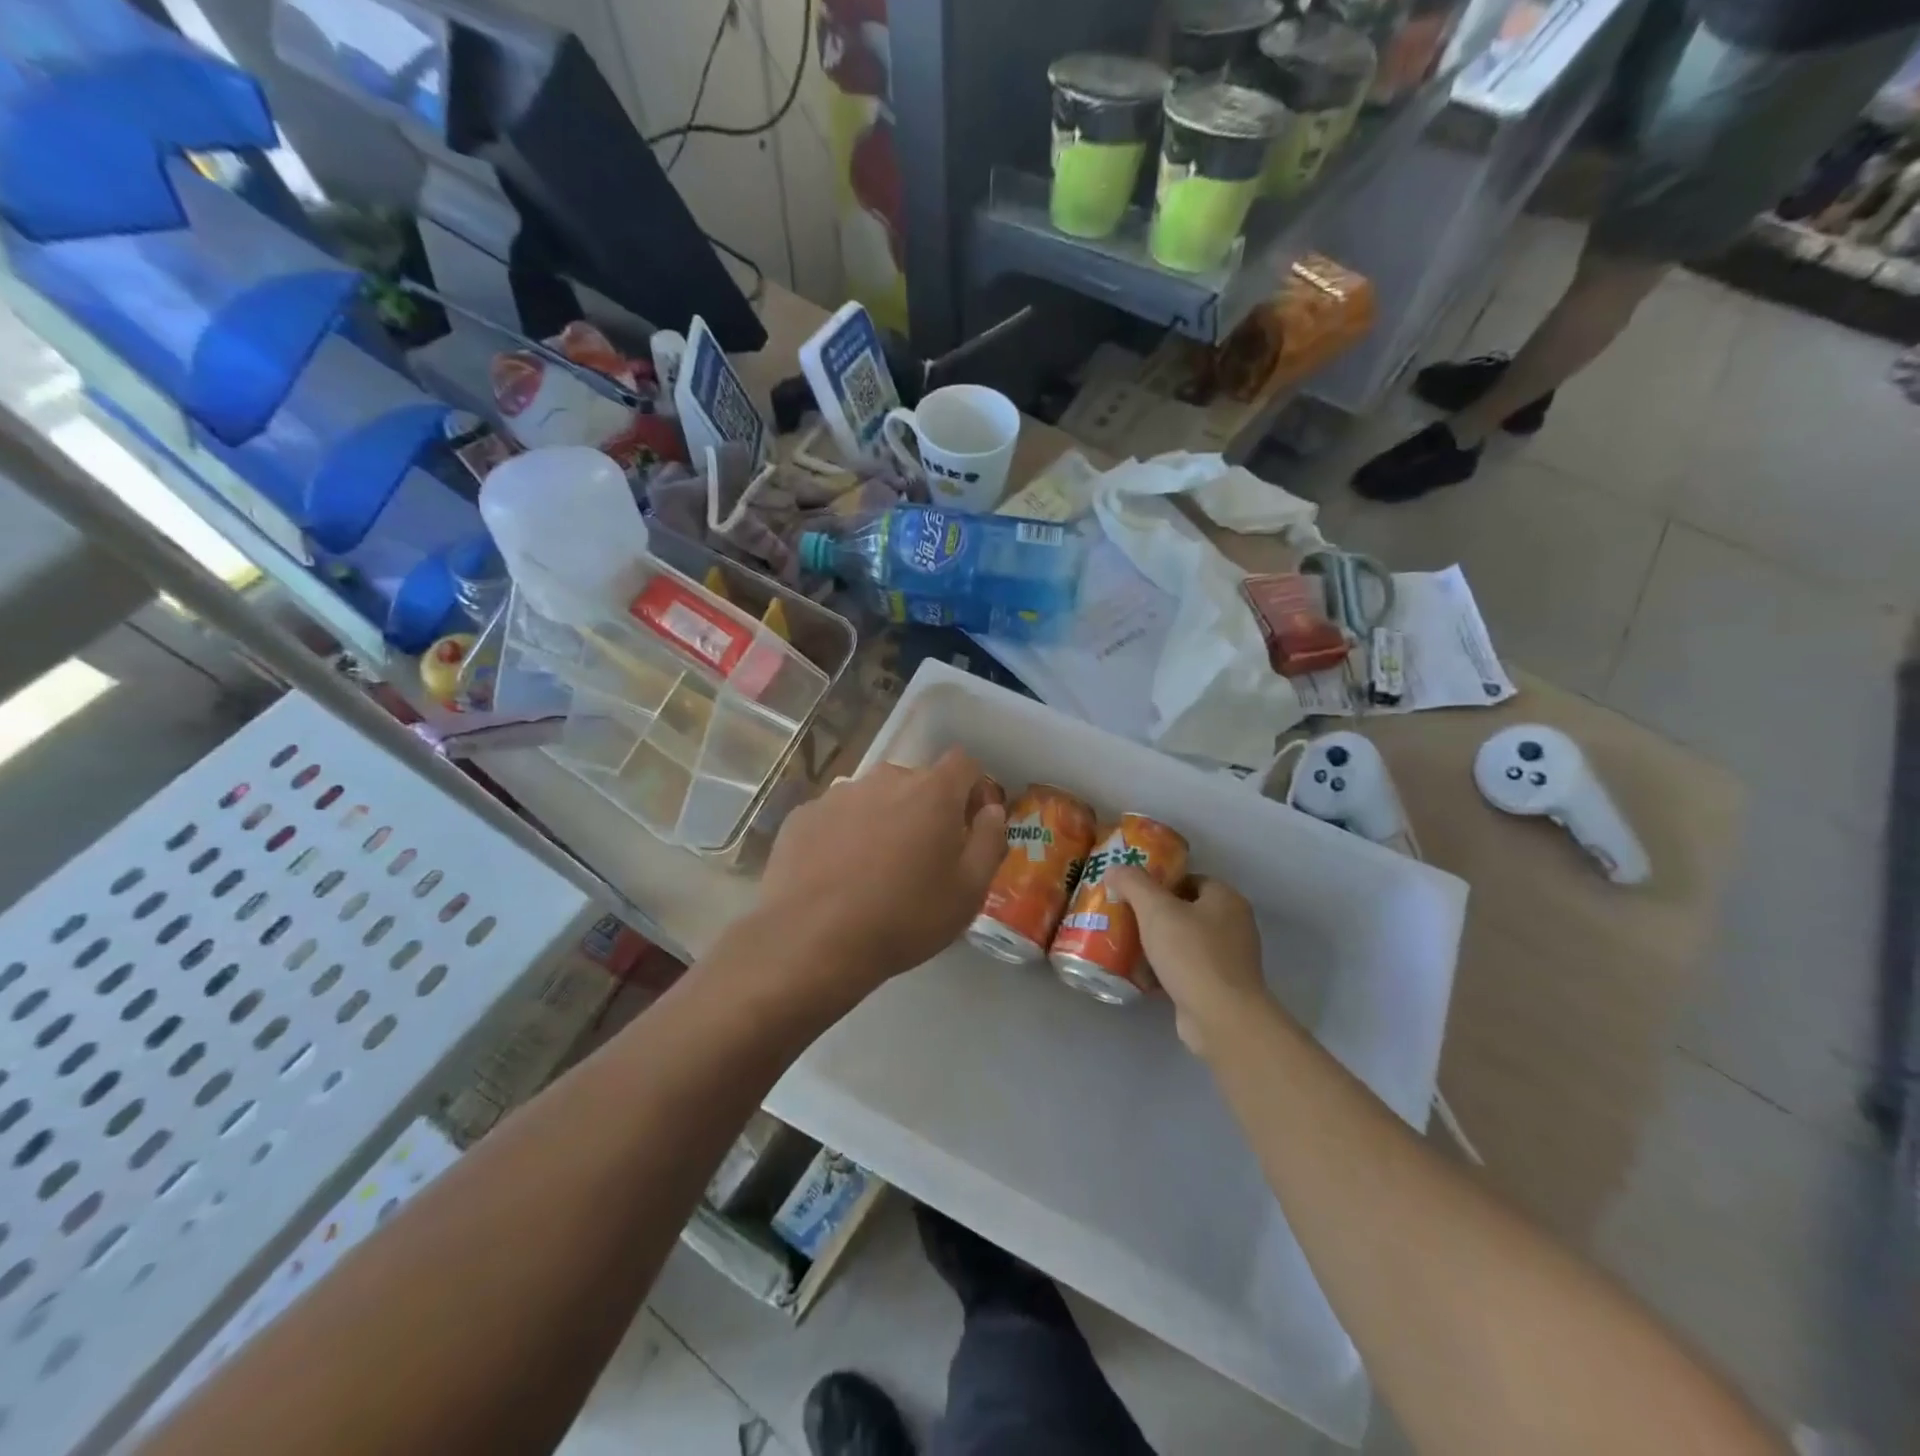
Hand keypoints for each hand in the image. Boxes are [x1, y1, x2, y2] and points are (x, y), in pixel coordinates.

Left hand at [758, 749, 1006, 994]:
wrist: (813, 940)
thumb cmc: (905, 917)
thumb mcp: (970, 890)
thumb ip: (990, 839)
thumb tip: (990, 810)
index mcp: (932, 791)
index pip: (964, 764)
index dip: (973, 790)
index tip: (970, 825)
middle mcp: (885, 778)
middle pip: (917, 782)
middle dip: (927, 810)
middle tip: (922, 858)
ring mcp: (838, 794)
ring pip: (874, 798)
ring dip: (883, 821)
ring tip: (874, 870)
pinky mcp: (802, 815)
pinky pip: (836, 817)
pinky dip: (843, 836)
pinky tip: (836, 876)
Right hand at [1106, 869, 1270, 1056]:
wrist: (1221, 1018)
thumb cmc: (1191, 954)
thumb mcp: (1155, 909)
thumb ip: (1133, 883)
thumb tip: (1114, 868)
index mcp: (1226, 900)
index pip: (1190, 879)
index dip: (1160, 882)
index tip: (1132, 892)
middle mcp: (1234, 926)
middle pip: (1186, 911)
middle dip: (1154, 916)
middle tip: (1124, 918)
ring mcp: (1229, 960)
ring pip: (1184, 943)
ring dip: (1157, 945)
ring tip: (1126, 947)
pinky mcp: (1220, 988)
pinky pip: (1186, 970)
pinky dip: (1165, 971)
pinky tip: (1140, 976)